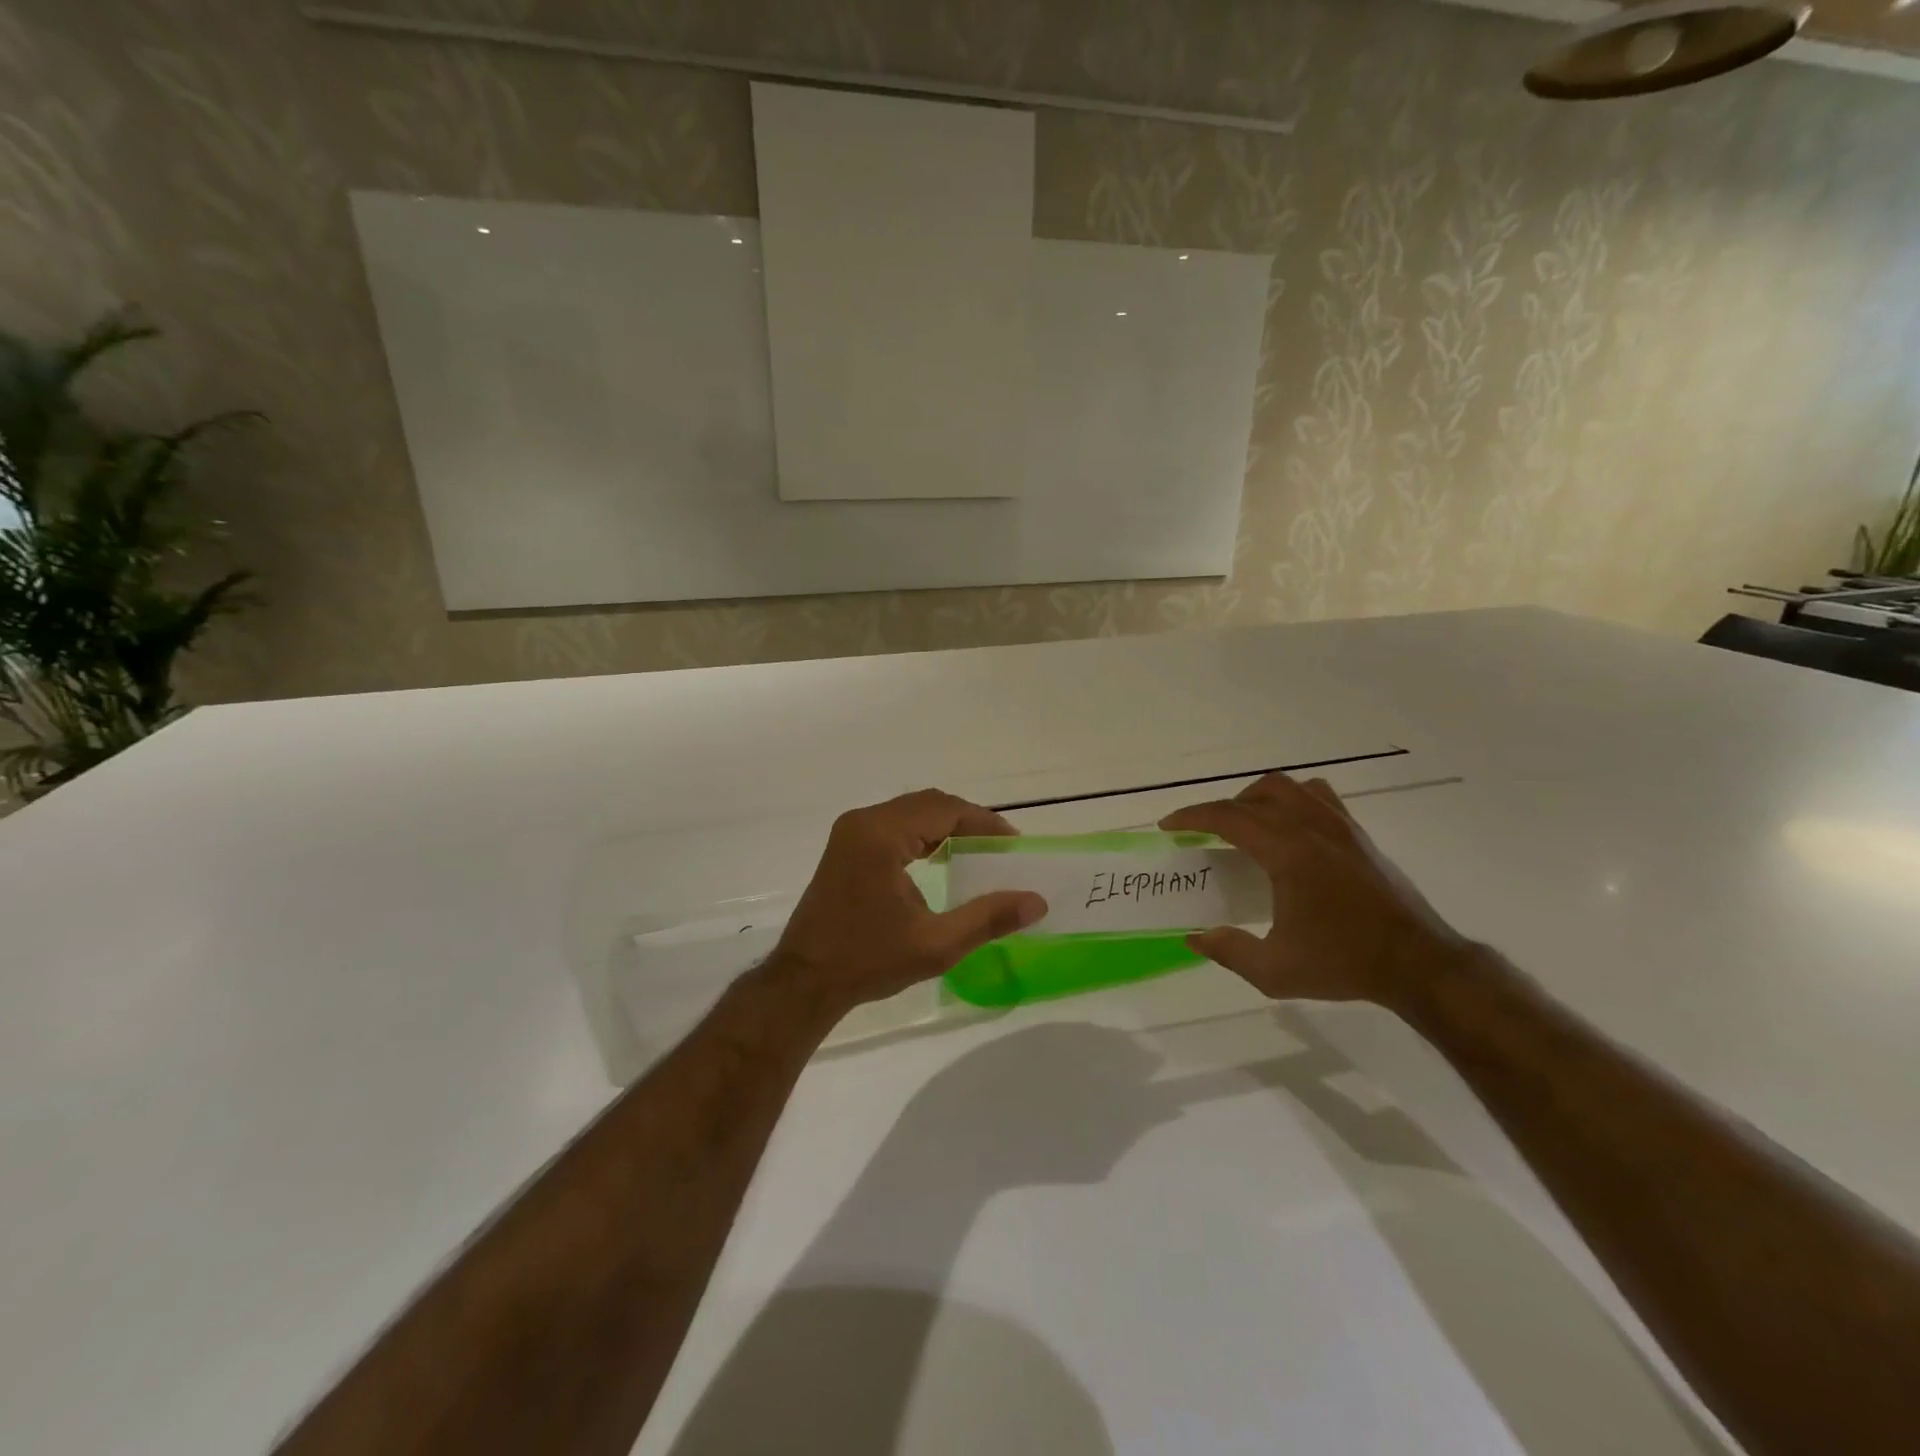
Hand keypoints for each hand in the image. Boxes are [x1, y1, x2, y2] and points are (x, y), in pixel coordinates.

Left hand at [769, 789, 1046, 1018]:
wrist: (804, 981)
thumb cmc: (868, 961)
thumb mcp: (936, 944)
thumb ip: (988, 918)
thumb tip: (1037, 901)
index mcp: (882, 835)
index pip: (945, 810)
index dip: (984, 823)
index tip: (1013, 845)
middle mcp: (864, 822)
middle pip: (928, 804)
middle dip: (967, 821)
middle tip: (1000, 848)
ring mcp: (850, 832)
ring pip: (910, 812)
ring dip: (945, 826)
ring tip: (977, 852)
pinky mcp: (845, 846)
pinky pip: (893, 825)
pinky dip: (922, 834)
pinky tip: (940, 858)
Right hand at [1159, 772, 1468, 1010]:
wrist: (1418, 964)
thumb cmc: (1344, 963)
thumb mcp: (1275, 971)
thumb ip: (1229, 951)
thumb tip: (1195, 937)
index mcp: (1288, 852)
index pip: (1229, 817)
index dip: (1192, 817)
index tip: (1169, 826)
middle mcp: (1312, 828)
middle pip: (1256, 795)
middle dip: (1222, 808)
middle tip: (1206, 834)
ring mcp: (1340, 827)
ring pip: (1288, 788)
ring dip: (1257, 799)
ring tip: (1246, 826)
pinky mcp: (1358, 835)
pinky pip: (1318, 796)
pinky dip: (1293, 801)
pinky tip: (1289, 829)